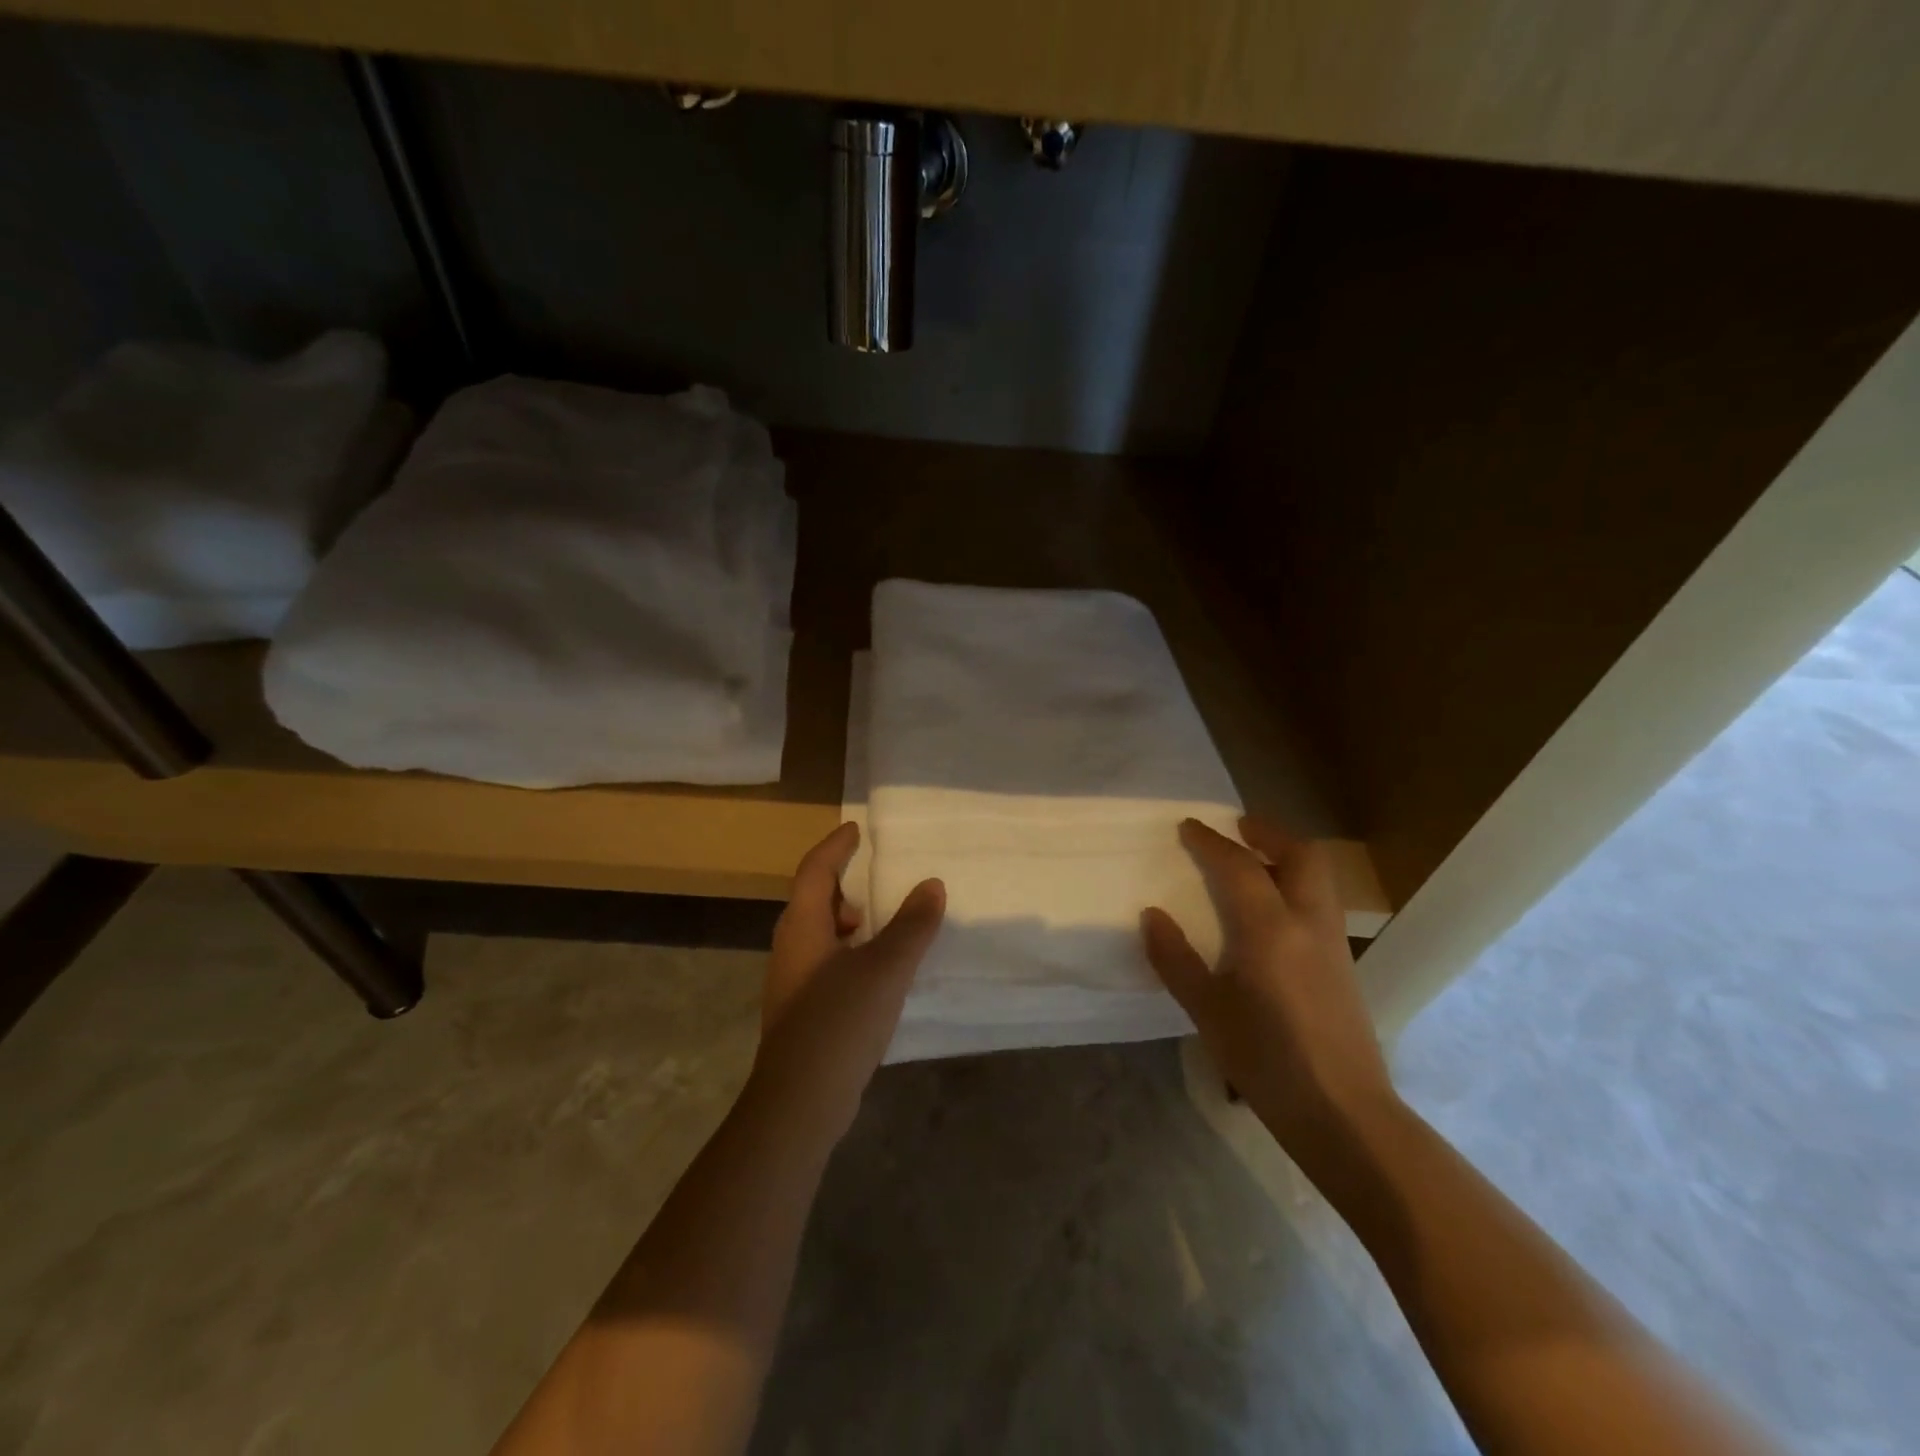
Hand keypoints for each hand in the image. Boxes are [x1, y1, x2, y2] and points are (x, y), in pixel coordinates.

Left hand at [748, 822, 945, 1143]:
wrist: (799, 1104)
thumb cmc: (839, 1021)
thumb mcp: (885, 968)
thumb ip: (912, 925)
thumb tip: (932, 884)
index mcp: (803, 927)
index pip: (815, 871)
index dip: (835, 847)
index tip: (856, 830)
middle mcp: (791, 949)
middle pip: (813, 902)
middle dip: (842, 886)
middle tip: (875, 880)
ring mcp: (793, 984)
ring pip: (820, 936)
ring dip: (849, 924)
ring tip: (885, 928)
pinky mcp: (802, 1014)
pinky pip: (827, 965)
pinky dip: (852, 955)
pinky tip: (879, 975)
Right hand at [1142, 817, 1397, 1168]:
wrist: (1342, 1112)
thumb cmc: (1265, 1060)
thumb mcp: (1206, 1010)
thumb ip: (1175, 959)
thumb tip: (1152, 915)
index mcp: (1270, 928)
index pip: (1239, 866)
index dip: (1211, 842)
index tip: (1188, 827)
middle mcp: (1308, 923)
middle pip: (1301, 855)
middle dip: (1269, 833)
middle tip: (1238, 828)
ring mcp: (1333, 943)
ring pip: (1318, 877)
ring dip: (1286, 856)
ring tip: (1253, 861)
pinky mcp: (1344, 965)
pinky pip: (1320, 903)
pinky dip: (1296, 886)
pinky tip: (1271, 912)